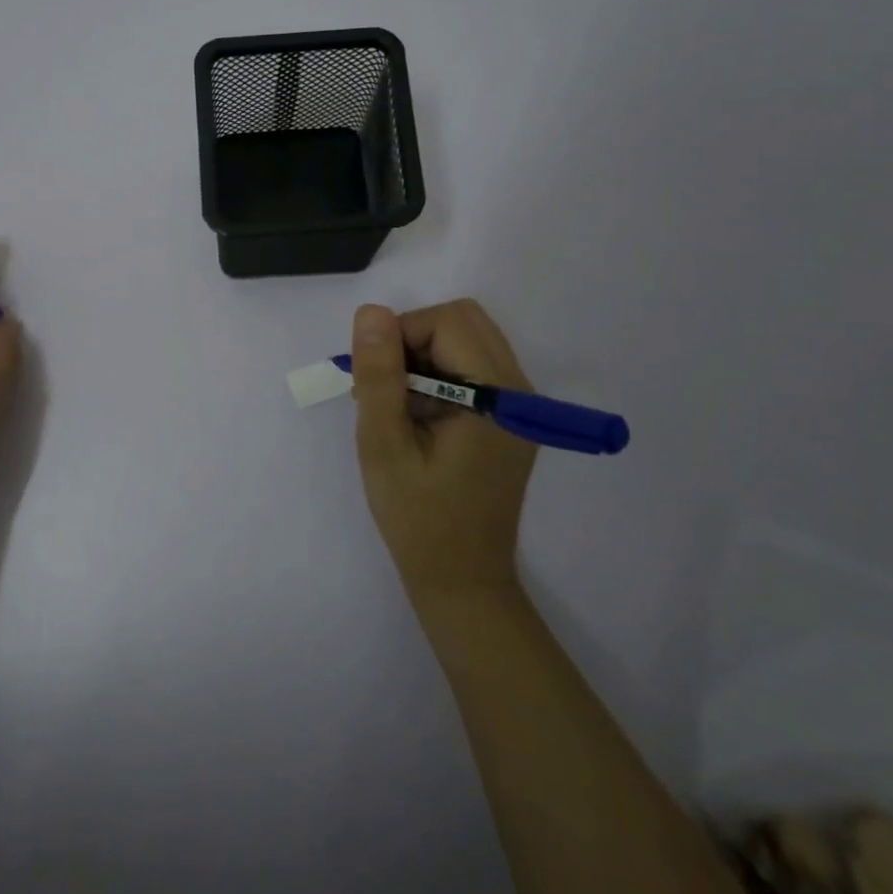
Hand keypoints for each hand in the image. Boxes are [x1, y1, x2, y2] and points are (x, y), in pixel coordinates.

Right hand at [351, 299, 536, 601]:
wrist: (462, 581)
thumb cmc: (418, 519)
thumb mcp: (384, 446)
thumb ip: (379, 376)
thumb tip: (372, 312)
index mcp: (497, 397)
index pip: (446, 322)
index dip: (401, 337)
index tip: (374, 382)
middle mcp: (519, 390)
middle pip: (463, 320)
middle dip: (413, 338)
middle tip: (385, 388)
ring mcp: (520, 404)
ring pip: (467, 338)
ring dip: (424, 355)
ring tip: (396, 405)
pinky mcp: (510, 416)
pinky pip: (473, 364)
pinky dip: (438, 372)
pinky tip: (417, 414)